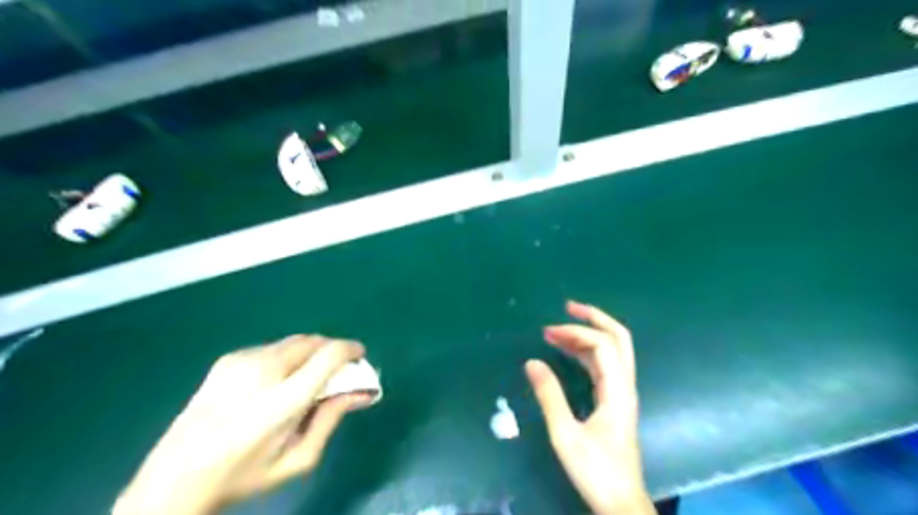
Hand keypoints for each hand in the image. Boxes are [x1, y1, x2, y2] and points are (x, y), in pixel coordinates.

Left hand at [112, 335, 369, 512]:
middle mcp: (263, 371)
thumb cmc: (244, 474)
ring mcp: (242, 361)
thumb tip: (359, 392)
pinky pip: (272, 347)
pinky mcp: (228, 359)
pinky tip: (276, 380)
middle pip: (314, 341)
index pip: (329, 355)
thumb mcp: (298, 459)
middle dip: (332, 350)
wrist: (174, 477)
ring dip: (310, 353)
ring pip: (294, 341)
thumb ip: (331, 419)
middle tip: (336, 371)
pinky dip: (287, 356)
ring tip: (307, 377)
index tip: (359, 356)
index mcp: (282, 400)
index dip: (351, 349)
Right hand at [528, 303, 656, 514]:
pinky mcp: (616, 402)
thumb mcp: (565, 434)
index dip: (576, 333)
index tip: (547, 333)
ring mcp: (622, 393)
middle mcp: (625, 385)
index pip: (602, 346)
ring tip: (558, 331)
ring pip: (612, 351)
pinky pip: (603, 366)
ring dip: (587, 336)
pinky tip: (568, 353)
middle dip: (595, 318)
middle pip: (619, 339)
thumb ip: (549, 396)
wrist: (621, 503)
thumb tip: (532, 361)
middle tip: (568, 306)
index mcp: (618, 390)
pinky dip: (586, 352)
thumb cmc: (595, 470)